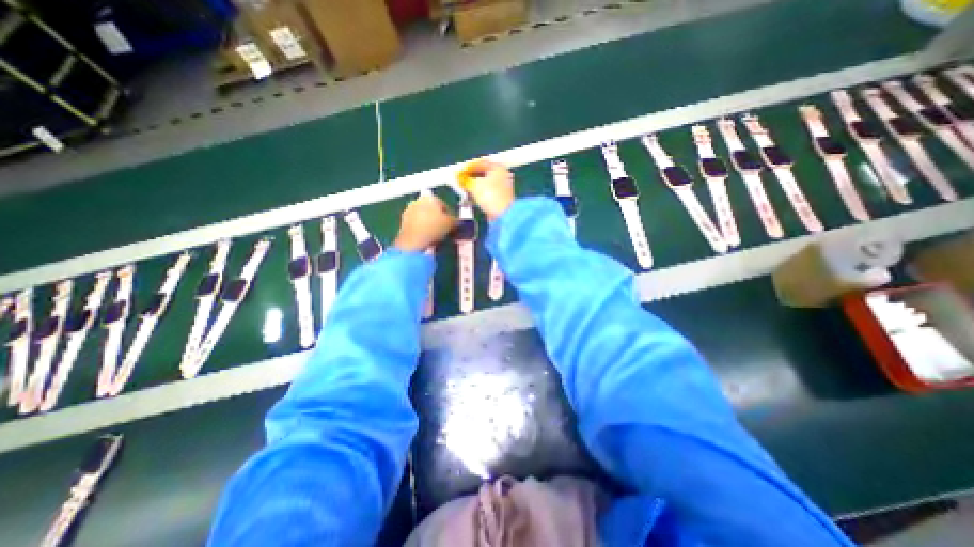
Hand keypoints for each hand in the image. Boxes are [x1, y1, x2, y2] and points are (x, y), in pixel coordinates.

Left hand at [391, 195, 455, 250]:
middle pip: (432, 210)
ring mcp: (408, 210)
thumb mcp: (451, 224)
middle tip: (444, 230)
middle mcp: (418, 200)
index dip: (450, 216)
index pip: (444, 205)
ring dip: (429, 224)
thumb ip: (455, 220)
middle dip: (438, 218)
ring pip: (424, 217)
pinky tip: (426, 238)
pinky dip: (422, 229)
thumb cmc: (435, 228)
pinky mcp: (403, 222)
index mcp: (431, 197)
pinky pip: (417, 224)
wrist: (414, 241)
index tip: (452, 226)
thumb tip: (456, 221)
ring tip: (436, 236)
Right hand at [460, 159, 512, 219]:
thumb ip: (465, 179)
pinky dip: (479, 195)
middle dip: (470, 178)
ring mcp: (502, 188)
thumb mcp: (474, 185)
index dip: (467, 168)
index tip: (458, 174)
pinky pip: (487, 194)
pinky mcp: (500, 199)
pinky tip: (471, 200)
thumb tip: (458, 177)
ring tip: (464, 192)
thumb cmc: (490, 195)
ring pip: (484, 185)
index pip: (480, 163)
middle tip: (460, 183)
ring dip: (473, 188)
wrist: (503, 215)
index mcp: (497, 167)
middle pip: (482, 174)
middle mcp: (501, 175)